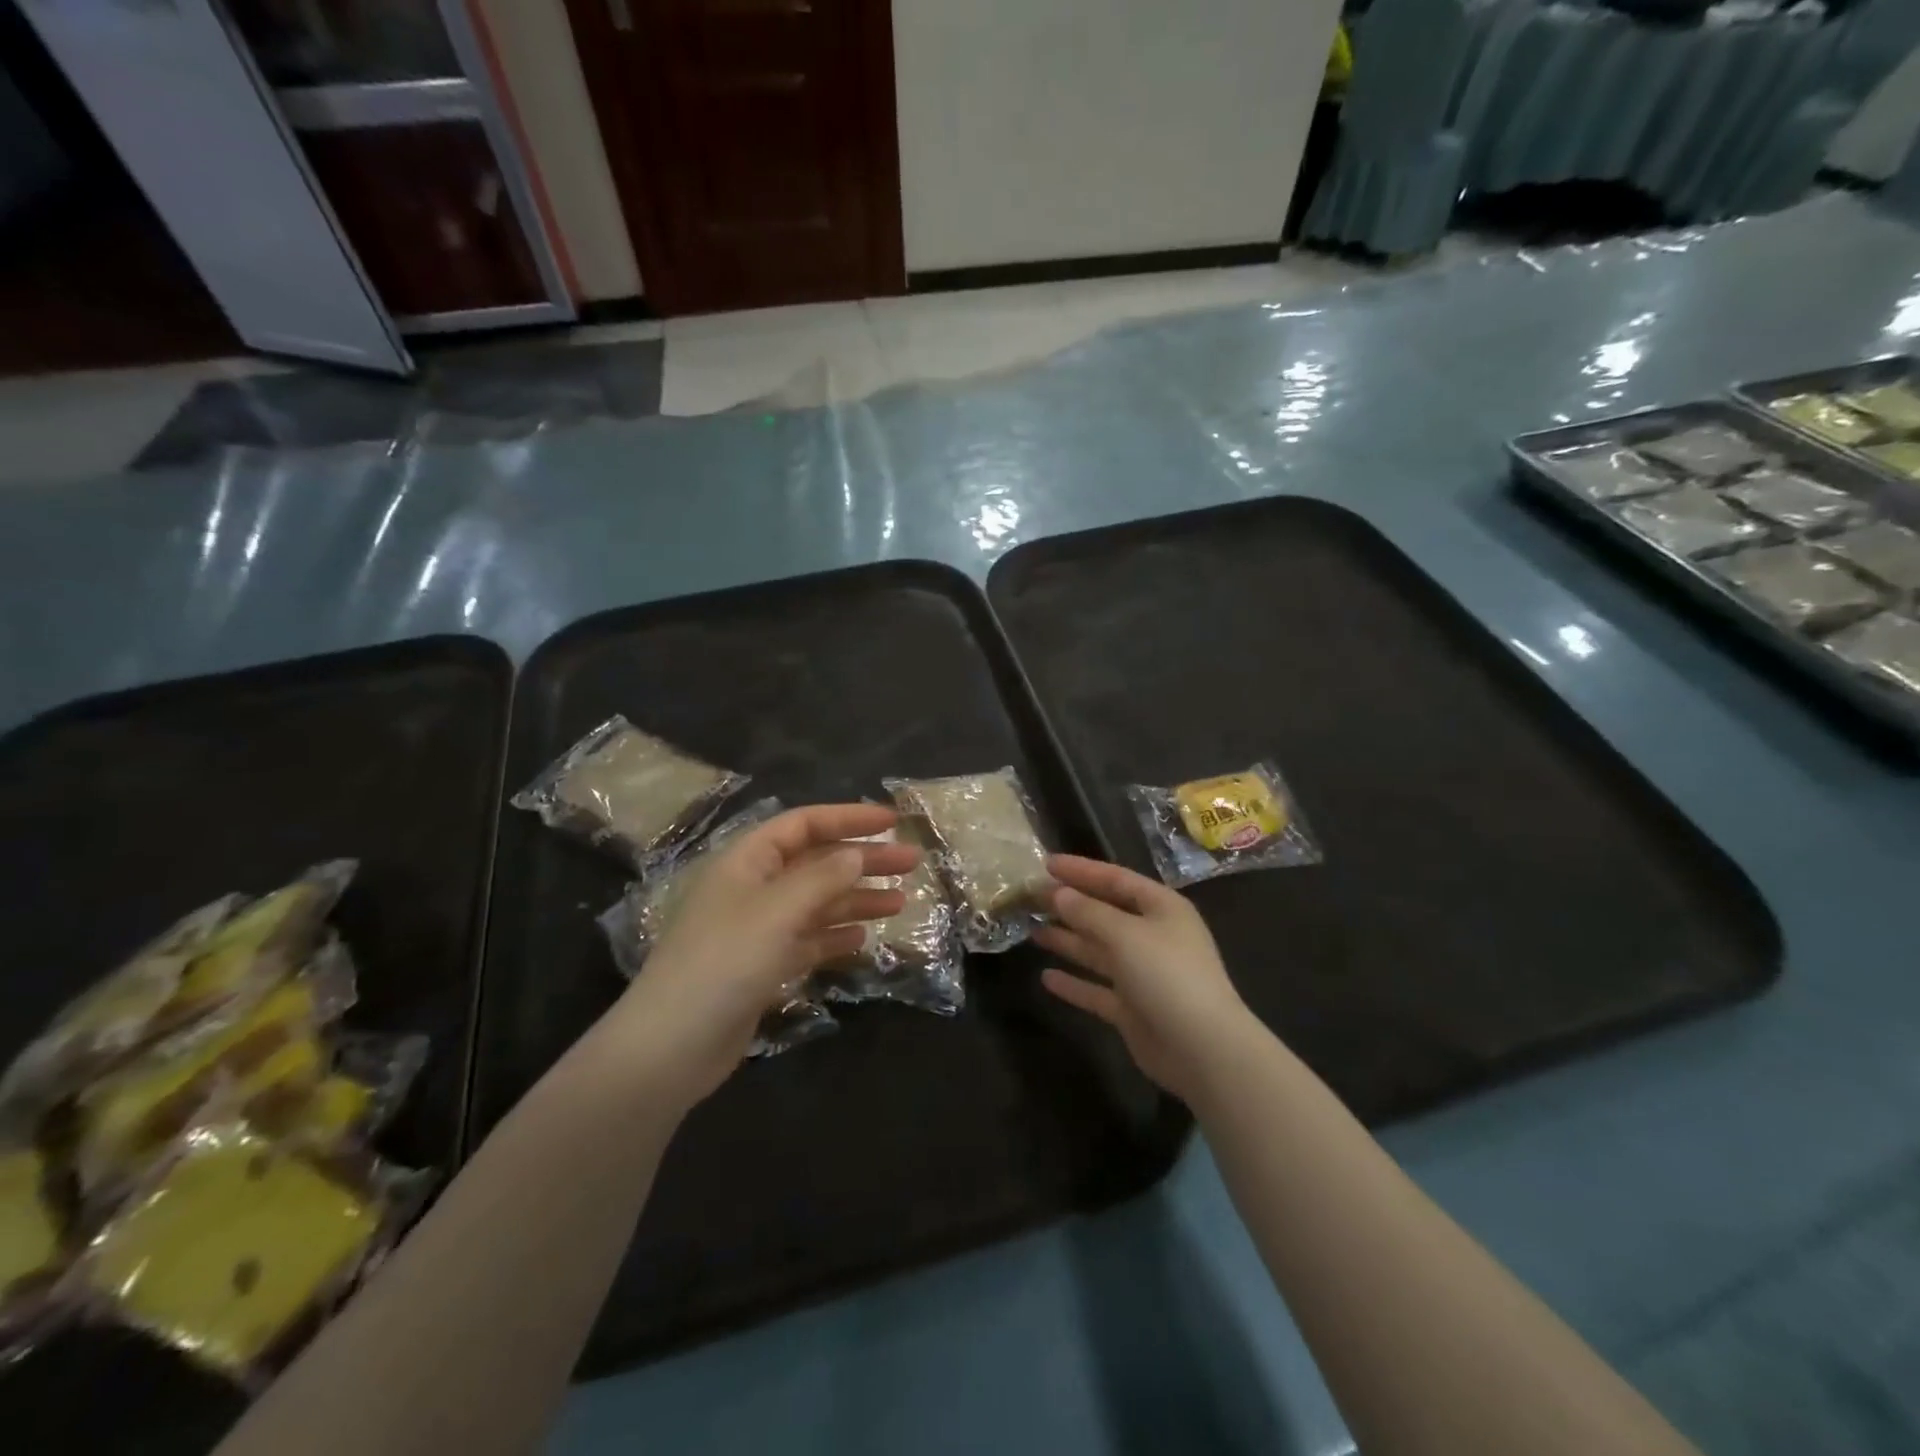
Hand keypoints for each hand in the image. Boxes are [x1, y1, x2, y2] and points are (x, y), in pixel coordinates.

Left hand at [592, 803, 918, 1109]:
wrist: (672, 1046)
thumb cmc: (724, 962)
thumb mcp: (778, 911)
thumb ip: (822, 878)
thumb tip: (857, 854)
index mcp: (747, 861)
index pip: (804, 824)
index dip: (849, 818)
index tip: (893, 823)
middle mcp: (753, 888)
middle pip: (816, 863)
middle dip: (863, 861)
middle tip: (912, 864)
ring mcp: (756, 930)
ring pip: (816, 903)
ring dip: (856, 899)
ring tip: (900, 903)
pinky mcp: (761, 967)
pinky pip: (807, 940)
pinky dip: (834, 936)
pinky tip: (862, 940)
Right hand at [1034, 854, 1257, 1102]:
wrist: (1202, 1049)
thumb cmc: (1167, 975)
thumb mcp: (1125, 934)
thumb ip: (1088, 912)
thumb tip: (1059, 893)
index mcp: (1161, 908)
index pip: (1116, 879)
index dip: (1081, 870)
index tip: (1046, 864)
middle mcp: (1153, 937)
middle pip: (1105, 913)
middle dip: (1070, 905)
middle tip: (1031, 897)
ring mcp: (1143, 975)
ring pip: (1098, 950)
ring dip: (1068, 940)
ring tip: (1032, 930)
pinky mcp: (1133, 1009)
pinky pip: (1097, 989)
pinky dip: (1074, 984)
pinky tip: (1046, 978)